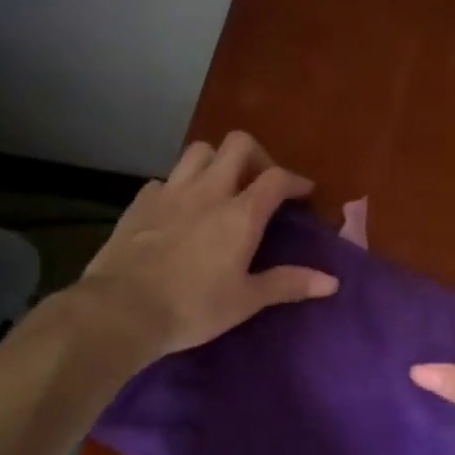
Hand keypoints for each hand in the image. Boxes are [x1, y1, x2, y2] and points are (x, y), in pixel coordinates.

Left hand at [80, 131, 337, 360]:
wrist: (121, 310)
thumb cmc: (192, 308)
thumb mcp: (245, 300)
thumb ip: (288, 284)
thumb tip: (333, 282)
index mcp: (240, 214)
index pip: (277, 178)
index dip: (295, 180)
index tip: (304, 192)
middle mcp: (208, 191)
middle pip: (238, 144)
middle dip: (257, 156)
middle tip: (261, 183)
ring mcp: (170, 191)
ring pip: (199, 151)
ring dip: (216, 161)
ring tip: (221, 186)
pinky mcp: (141, 201)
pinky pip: (166, 178)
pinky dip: (179, 186)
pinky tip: (178, 208)